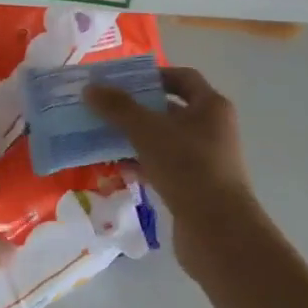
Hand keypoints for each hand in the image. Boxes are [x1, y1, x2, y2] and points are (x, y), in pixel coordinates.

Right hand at [85, 67, 266, 273]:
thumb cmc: (187, 167)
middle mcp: (212, 129)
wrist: (218, 232)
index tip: (123, 81)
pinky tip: (115, 167)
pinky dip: (141, 163)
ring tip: (101, 136)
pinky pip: (163, 166)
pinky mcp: (195, 187)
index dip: (154, 75)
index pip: (183, 78)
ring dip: (135, 138)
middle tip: (104, 108)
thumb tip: (90, 88)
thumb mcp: (147, 131)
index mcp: (211, 107)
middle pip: (170, 109)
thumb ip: (118, 108)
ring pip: (164, 140)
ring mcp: (205, 160)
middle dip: (137, 108)